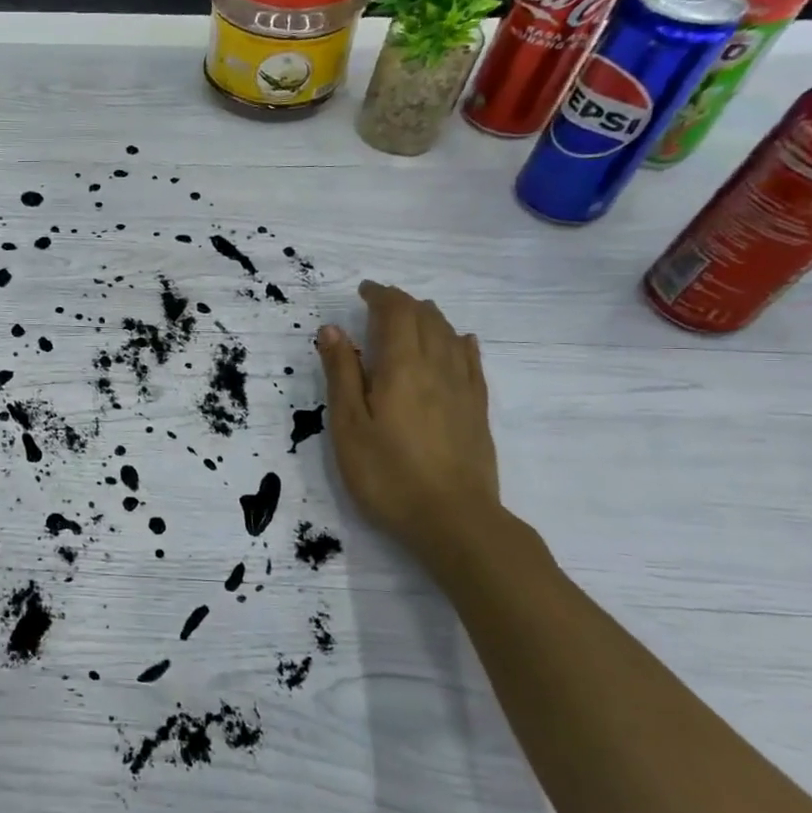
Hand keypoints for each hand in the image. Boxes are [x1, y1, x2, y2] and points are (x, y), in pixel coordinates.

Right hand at [316, 281, 500, 560]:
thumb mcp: (348, 425)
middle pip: (426, 318)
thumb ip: (342, 374)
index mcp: (402, 366)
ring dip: (429, 317)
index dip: (381, 295)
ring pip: (450, 335)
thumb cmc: (387, 474)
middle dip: (403, 303)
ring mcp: (463, 388)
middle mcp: (438, 367)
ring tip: (411, 318)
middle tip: (379, 304)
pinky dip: (460, 342)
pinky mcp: (478, 410)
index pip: (396, 313)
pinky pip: (471, 361)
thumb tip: (333, 329)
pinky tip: (459, 342)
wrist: (454, 520)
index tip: (363, 291)